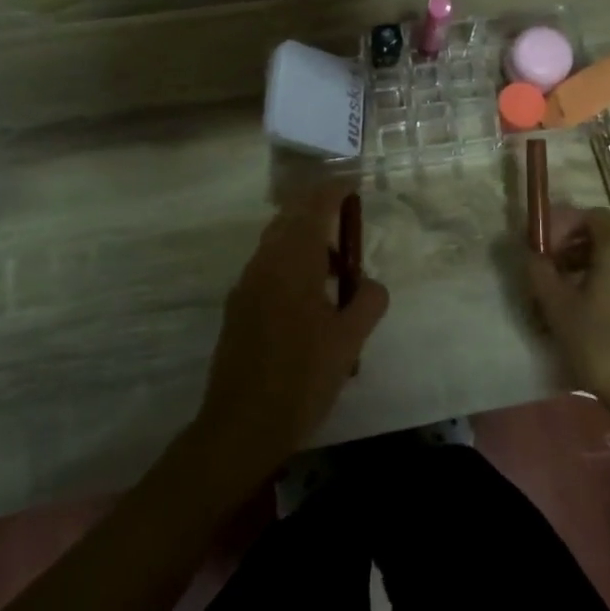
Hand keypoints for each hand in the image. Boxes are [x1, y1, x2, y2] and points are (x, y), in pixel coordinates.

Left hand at [192, 187, 389, 481]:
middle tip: (348, 226)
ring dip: (305, 243)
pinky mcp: (237, 308)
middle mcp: (264, 263)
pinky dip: (290, 265)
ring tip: (335, 272)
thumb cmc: (302, 378)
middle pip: (290, 219)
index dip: (333, 191)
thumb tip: (371, 285)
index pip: (313, 208)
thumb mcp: (349, 340)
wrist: (240, 426)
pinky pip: (267, 268)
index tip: (351, 184)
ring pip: (276, 244)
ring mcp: (246, 285)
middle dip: (318, 212)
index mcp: (293, 262)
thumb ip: (368, 302)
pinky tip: (309, 300)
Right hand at [526, 209, 609, 436]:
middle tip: (550, 272)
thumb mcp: (558, 308)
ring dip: (590, 268)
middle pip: (606, 238)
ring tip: (567, 297)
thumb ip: (539, 272)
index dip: (565, 225)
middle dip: (574, 248)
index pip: (592, 216)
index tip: (545, 247)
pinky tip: (593, 315)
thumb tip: (530, 252)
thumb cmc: (601, 346)